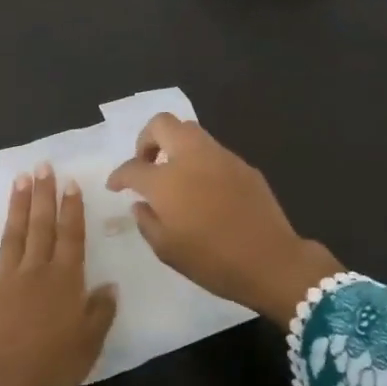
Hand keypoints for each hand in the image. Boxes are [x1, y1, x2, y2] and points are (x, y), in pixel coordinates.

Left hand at [0, 166, 117, 385]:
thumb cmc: (52, 368)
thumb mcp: (89, 344)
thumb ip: (100, 312)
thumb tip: (109, 285)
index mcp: (64, 281)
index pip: (70, 236)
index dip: (71, 209)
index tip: (70, 183)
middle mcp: (34, 271)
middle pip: (40, 226)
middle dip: (43, 195)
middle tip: (43, 166)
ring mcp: (1, 281)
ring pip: (11, 236)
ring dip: (15, 207)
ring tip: (19, 180)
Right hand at [106, 114, 341, 324]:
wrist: (271, 261)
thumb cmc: (212, 261)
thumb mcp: (166, 250)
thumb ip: (147, 222)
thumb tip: (142, 204)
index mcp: (166, 180)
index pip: (133, 167)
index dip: (119, 175)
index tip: (115, 185)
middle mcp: (191, 158)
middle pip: (162, 124)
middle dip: (146, 139)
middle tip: (146, 163)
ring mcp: (220, 157)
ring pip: (190, 131)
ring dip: (175, 145)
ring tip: (174, 173)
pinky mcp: (243, 165)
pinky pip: (213, 151)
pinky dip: (199, 160)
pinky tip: (203, 187)